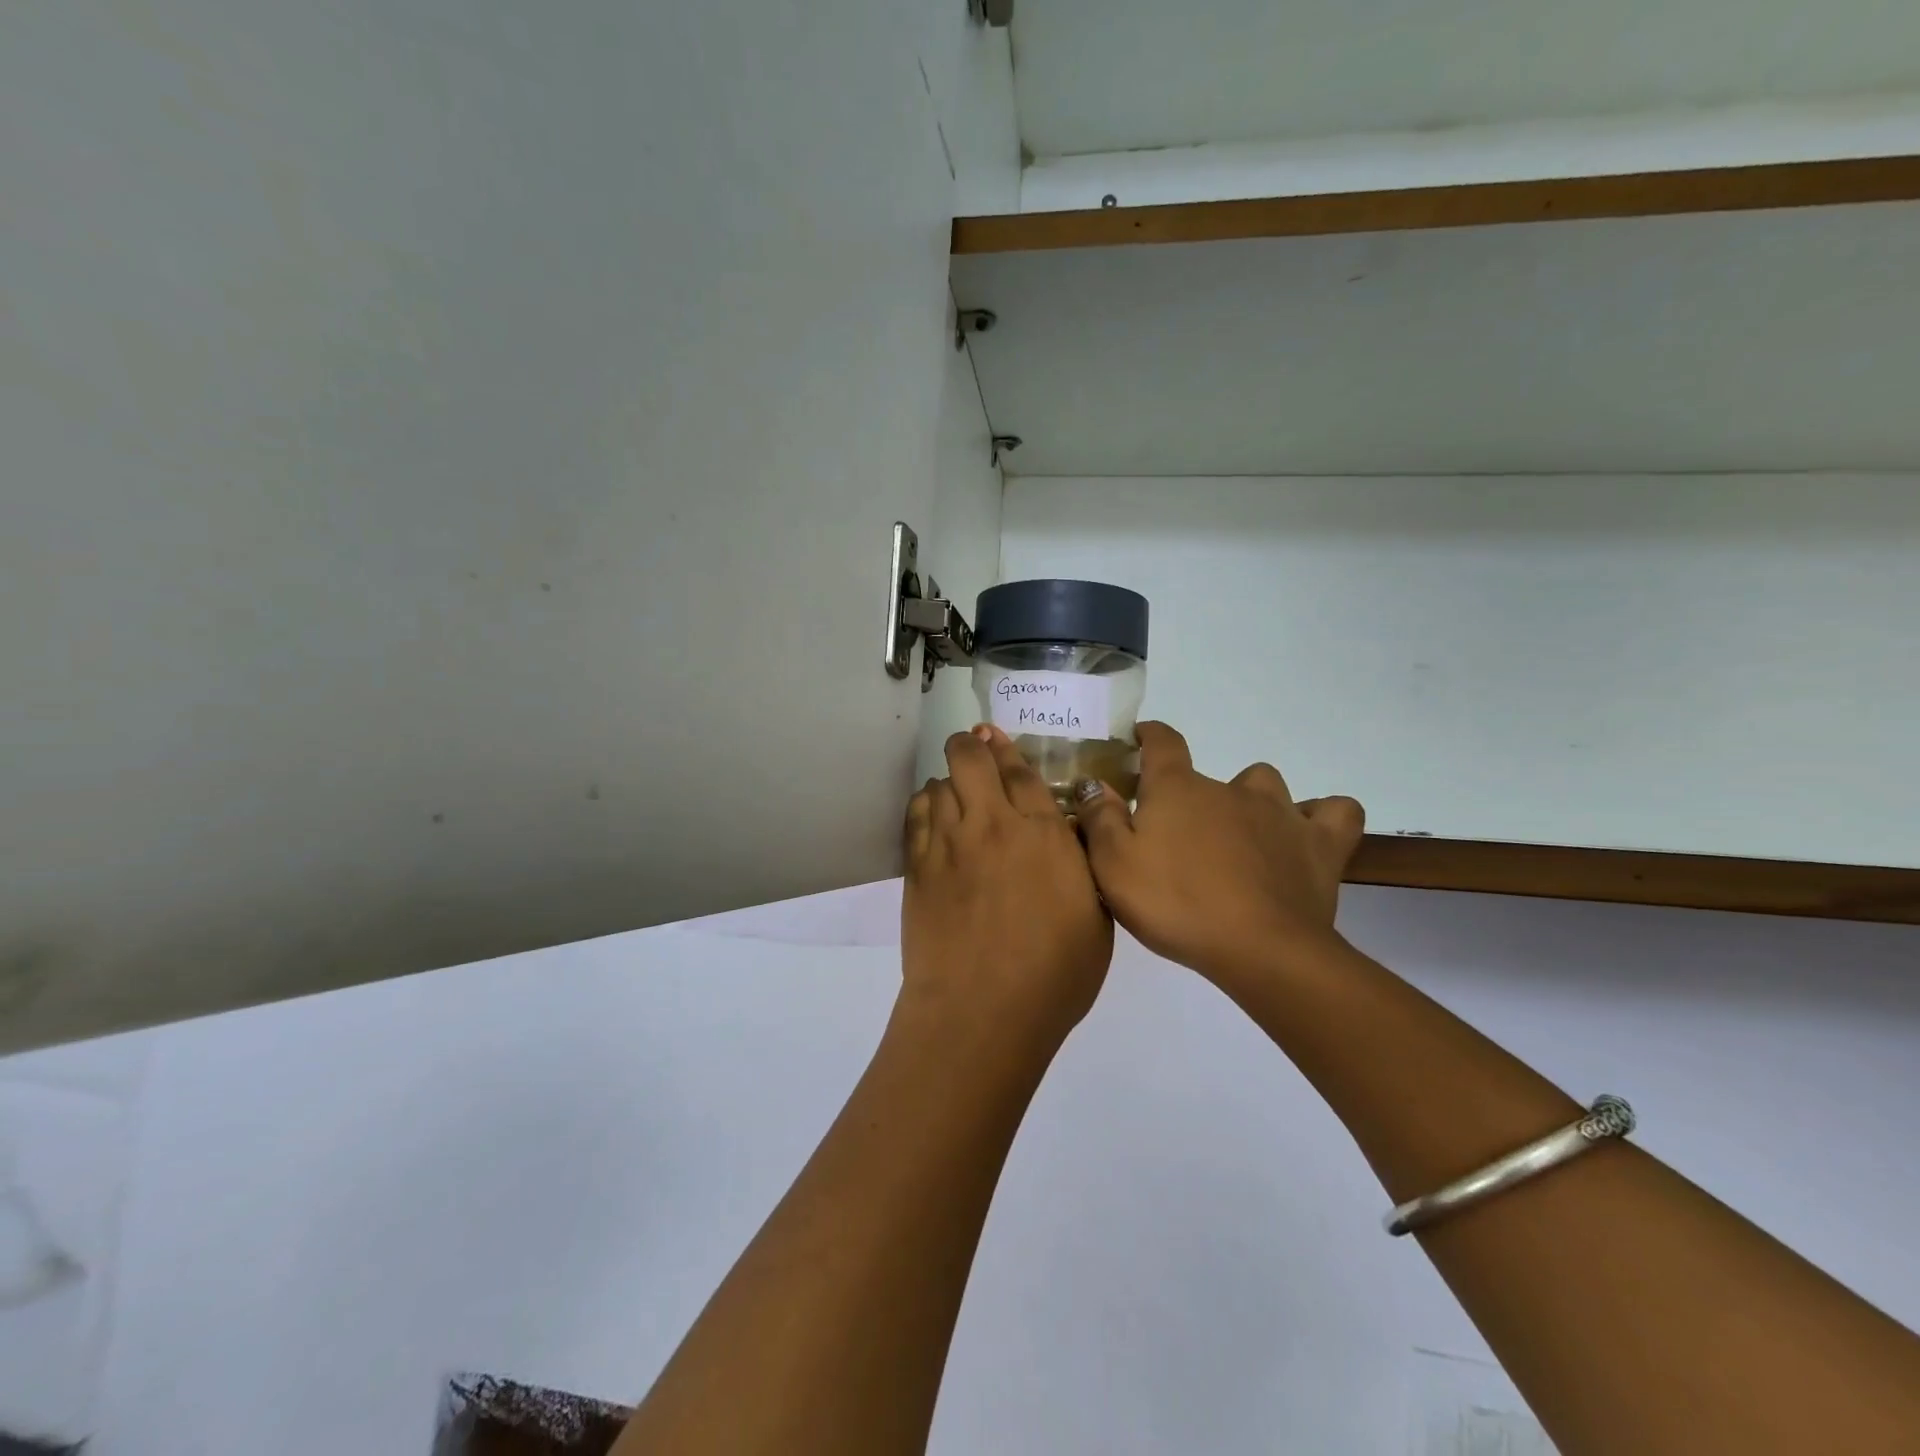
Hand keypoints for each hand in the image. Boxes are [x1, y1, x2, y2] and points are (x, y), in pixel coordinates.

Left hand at [900, 725, 1113, 1059]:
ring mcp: (949, 842)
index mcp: (1043, 833)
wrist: (982, 1011)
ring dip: (950, 781)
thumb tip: (1069, 835)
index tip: (1001, 742)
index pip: (1020, 771)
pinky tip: (933, 815)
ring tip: (957, 793)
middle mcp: (993, 824)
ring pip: (940, 782)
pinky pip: (916, 814)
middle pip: (971, 757)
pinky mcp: (917, 866)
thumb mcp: (1097, 918)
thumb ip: (1082, 865)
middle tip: (976, 753)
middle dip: (971, 745)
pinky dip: (925, 805)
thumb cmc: (1054, 975)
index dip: (1009, 751)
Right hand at [1074, 723, 1364, 993]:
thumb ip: (1099, 818)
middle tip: (1182, 835)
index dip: (1149, 735)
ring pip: (1266, 784)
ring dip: (1252, 801)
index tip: (1140, 737)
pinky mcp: (1321, 844)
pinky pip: (1335, 812)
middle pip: (1211, 774)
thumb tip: (1093, 782)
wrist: (1260, 950)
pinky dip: (1320, 817)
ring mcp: (1281, 812)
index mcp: (1179, 789)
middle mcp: (1231, 788)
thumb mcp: (1113, 866)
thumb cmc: (1176, 904)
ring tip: (1239, 836)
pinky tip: (1304, 836)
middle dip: (1194, 795)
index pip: (1163, 741)